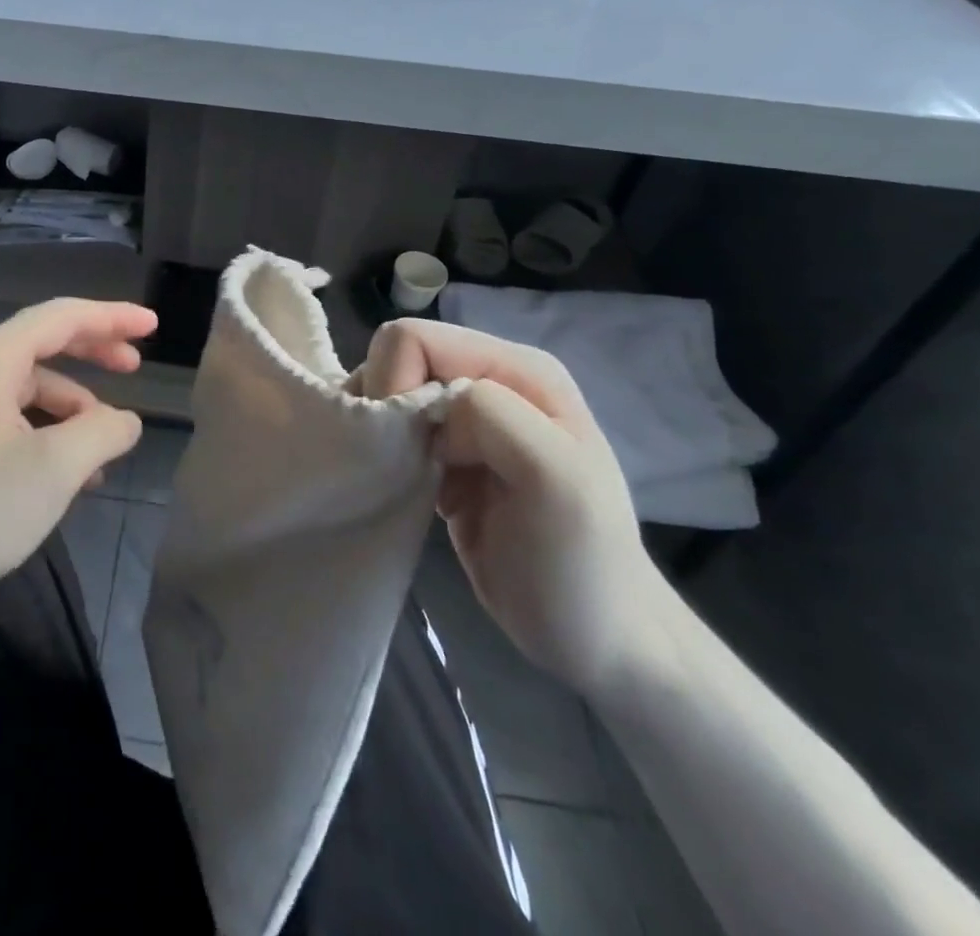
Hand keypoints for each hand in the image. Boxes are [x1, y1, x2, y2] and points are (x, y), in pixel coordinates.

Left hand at [0, 298, 155, 614]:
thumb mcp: (54, 469)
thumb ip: (103, 433)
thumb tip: (125, 421)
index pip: (63, 317)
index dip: (112, 317)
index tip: (152, 325)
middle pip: (47, 344)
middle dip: (95, 352)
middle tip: (136, 366)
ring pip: (33, 391)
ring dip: (74, 410)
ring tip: (105, 450)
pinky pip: (15, 420)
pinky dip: (49, 434)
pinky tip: (68, 476)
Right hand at [358, 319, 674, 696]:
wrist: (596, 641)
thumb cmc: (579, 566)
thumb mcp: (557, 480)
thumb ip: (496, 416)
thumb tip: (430, 405)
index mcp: (517, 369)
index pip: (415, 339)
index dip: (395, 382)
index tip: (409, 446)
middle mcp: (488, 380)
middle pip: (395, 360)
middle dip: (384, 406)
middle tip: (403, 464)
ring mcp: (467, 418)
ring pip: (387, 392)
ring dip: (383, 433)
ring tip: (405, 479)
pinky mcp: (447, 453)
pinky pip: (393, 429)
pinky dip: (387, 455)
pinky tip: (410, 489)